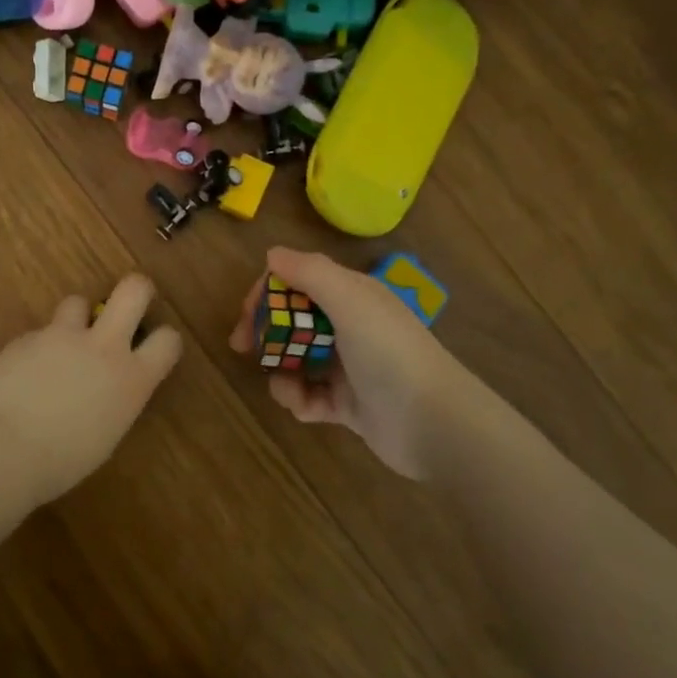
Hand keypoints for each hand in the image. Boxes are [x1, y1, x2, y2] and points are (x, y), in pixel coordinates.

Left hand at [0, 274, 182, 505]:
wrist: (2, 450)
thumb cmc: (61, 462)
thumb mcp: (106, 435)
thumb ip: (114, 400)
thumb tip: (106, 389)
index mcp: (132, 379)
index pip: (169, 340)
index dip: (164, 339)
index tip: (153, 346)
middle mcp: (104, 346)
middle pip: (134, 290)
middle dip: (136, 290)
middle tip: (128, 304)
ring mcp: (62, 336)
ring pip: (78, 302)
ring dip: (76, 319)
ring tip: (63, 344)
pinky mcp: (27, 337)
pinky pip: (40, 334)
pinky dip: (38, 348)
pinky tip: (23, 375)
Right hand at [229, 247, 462, 477]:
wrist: (434, 424)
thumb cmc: (389, 353)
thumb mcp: (350, 301)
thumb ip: (311, 272)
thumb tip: (273, 253)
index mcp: (352, 297)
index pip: (299, 281)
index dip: (268, 292)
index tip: (245, 313)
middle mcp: (350, 327)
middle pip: (294, 320)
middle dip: (267, 332)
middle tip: (242, 347)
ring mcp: (349, 368)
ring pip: (298, 360)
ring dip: (282, 371)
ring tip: (286, 387)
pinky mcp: (347, 405)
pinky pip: (310, 396)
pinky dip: (300, 400)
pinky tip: (306, 407)